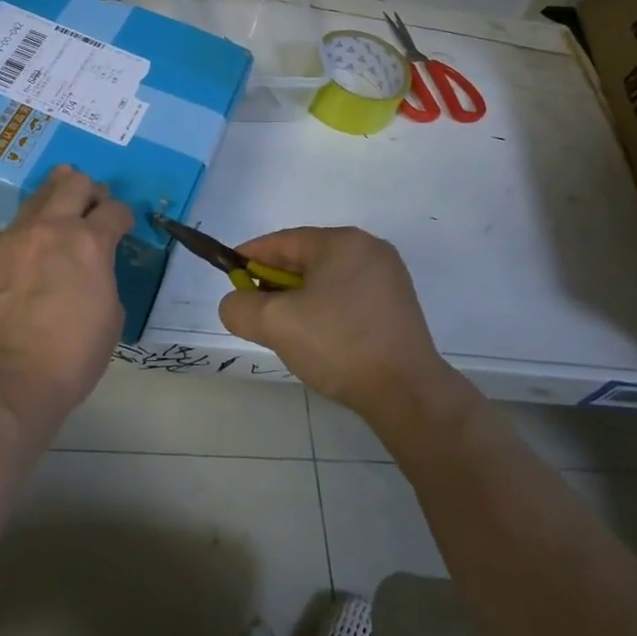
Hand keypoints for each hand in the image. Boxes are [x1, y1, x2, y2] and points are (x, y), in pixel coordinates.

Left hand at [0, 166, 131, 433]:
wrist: (5, 378)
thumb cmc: (71, 356)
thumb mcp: (110, 314)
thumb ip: (102, 276)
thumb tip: (90, 268)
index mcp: (89, 242)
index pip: (115, 209)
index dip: (123, 216)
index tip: (122, 225)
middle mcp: (50, 228)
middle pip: (73, 183)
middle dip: (89, 191)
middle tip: (91, 209)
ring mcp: (11, 237)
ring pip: (36, 199)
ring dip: (53, 204)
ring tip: (57, 223)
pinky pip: (8, 235)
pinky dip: (23, 242)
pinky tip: (21, 267)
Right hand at [217, 226, 457, 420]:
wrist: (407, 393)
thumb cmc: (338, 345)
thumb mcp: (275, 323)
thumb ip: (240, 307)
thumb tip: (236, 303)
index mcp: (342, 242)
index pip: (283, 242)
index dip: (250, 256)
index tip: (229, 275)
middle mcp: (369, 250)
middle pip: (306, 259)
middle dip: (274, 282)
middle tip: (254, 308)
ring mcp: (388, 279)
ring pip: (326, 280)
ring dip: (299, 299)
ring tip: (283, 328)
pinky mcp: (397, 307)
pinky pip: (347, 298)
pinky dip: (324, 310)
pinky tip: (316, 338)